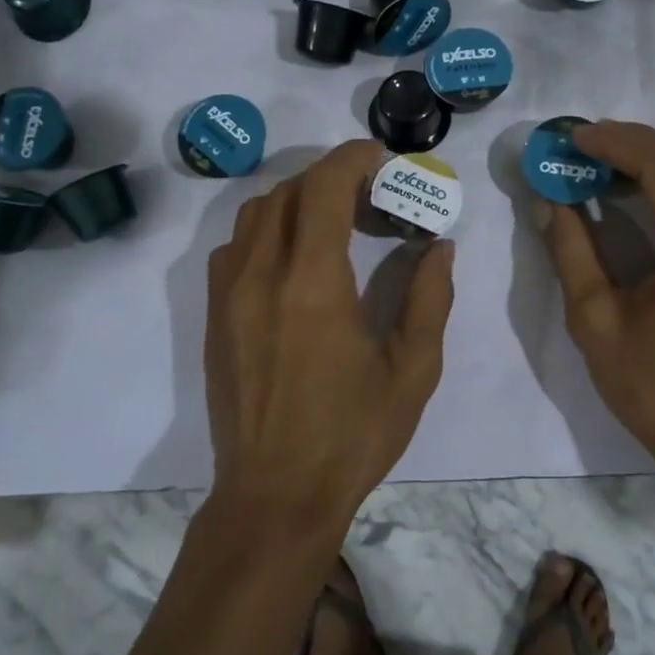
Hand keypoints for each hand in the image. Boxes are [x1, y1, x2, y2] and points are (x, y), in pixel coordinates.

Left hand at [204, 140, 455, 537]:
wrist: (273, 497)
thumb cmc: (351, 436)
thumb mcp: (411, 371)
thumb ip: (429, 299)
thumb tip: (439, 248)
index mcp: (313, 285)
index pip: (324, 188)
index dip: (353, 158)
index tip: (382, 157)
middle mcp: (262, 276)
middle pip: (289, 191)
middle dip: (332, 176)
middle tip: (371, 193)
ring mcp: (228, 295)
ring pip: (256, 213)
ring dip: (297, 199)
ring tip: (334, 220)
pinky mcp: (214, 316)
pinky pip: (235, 247)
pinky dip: (267, 230)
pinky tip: (294, 259)